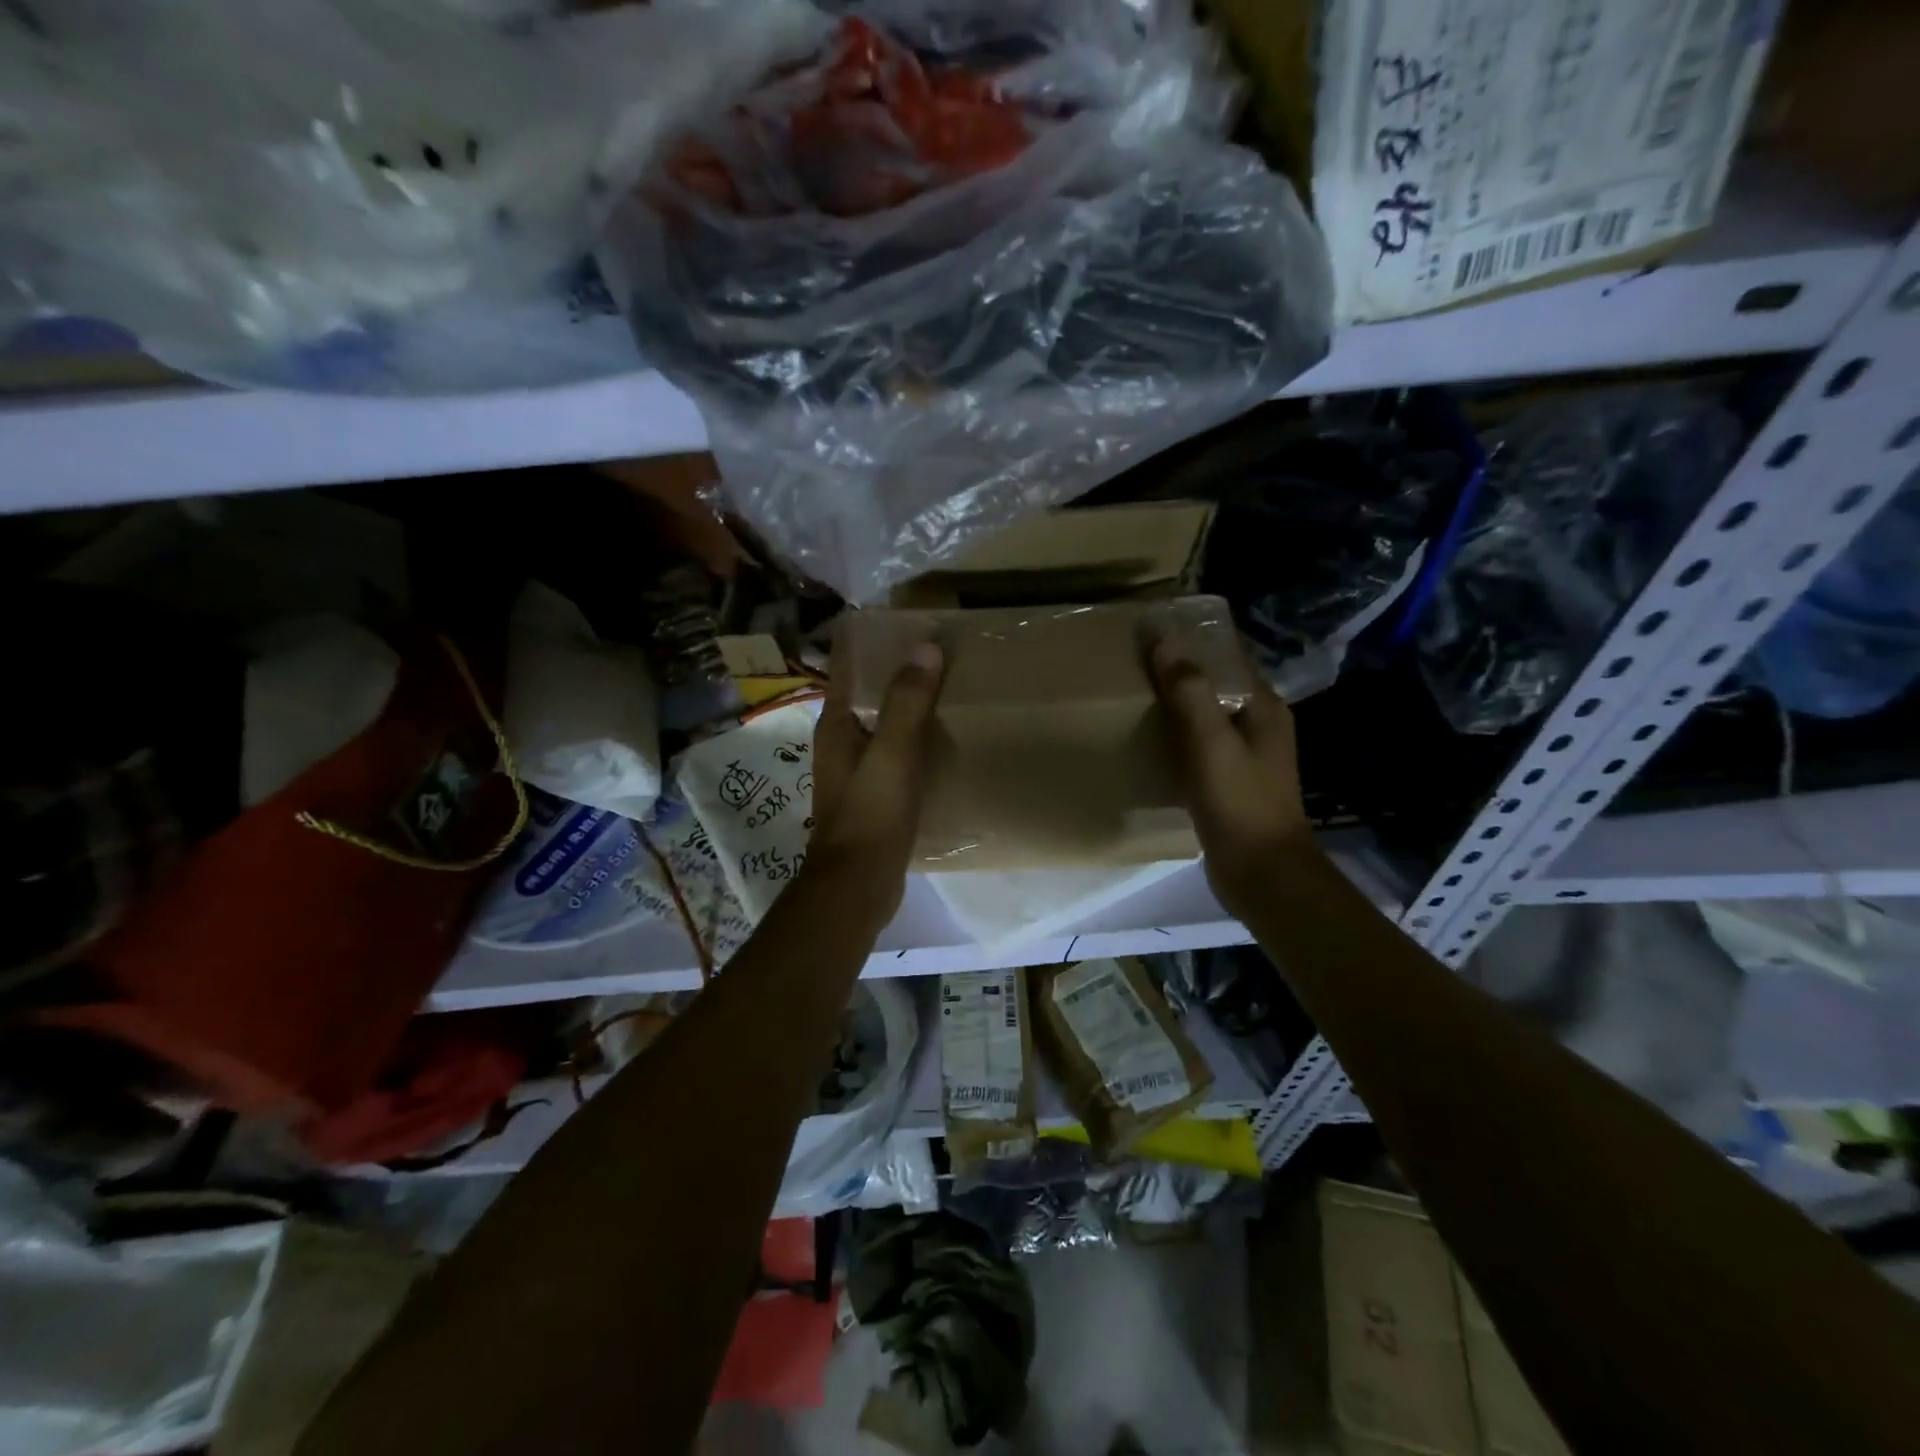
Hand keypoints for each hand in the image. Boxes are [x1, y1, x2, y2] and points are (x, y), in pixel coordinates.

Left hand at [807, 632, 944, 920]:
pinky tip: (944, 740)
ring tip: (949, 689)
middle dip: (898, 674)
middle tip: (940, 653)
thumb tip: (926, 647)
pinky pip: (896, 754)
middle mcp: (842, 743)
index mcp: (837, 726)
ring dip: (909, 708)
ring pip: (884, 726)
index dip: (872, 645)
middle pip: (869, 696)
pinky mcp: (874, 796)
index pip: (849, 670)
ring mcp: (857, 771)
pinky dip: (916, 741)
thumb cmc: (870, 814)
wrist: (859, 884)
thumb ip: (907, 702)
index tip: (907, 625)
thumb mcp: (892, 753)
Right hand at [1149, 637, 1318, 921]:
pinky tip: (1147, 739)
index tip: (1152, 629)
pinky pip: (1199, 744)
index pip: (1229, 656)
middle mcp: (1258, 724)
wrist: (1261, 873)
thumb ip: (1190, 692)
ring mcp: (1245, 755)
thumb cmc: (1240, 803)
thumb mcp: (1212, 743)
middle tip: (1132, 660)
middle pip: (1215, 683)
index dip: (1194, 639)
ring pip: (1205, 715)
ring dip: (1175, 703)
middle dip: (1179, 670)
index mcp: (1263, 707)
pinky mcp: (1228, 781)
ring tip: (1132, 693)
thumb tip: (1165, 642)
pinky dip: (1176, 735)